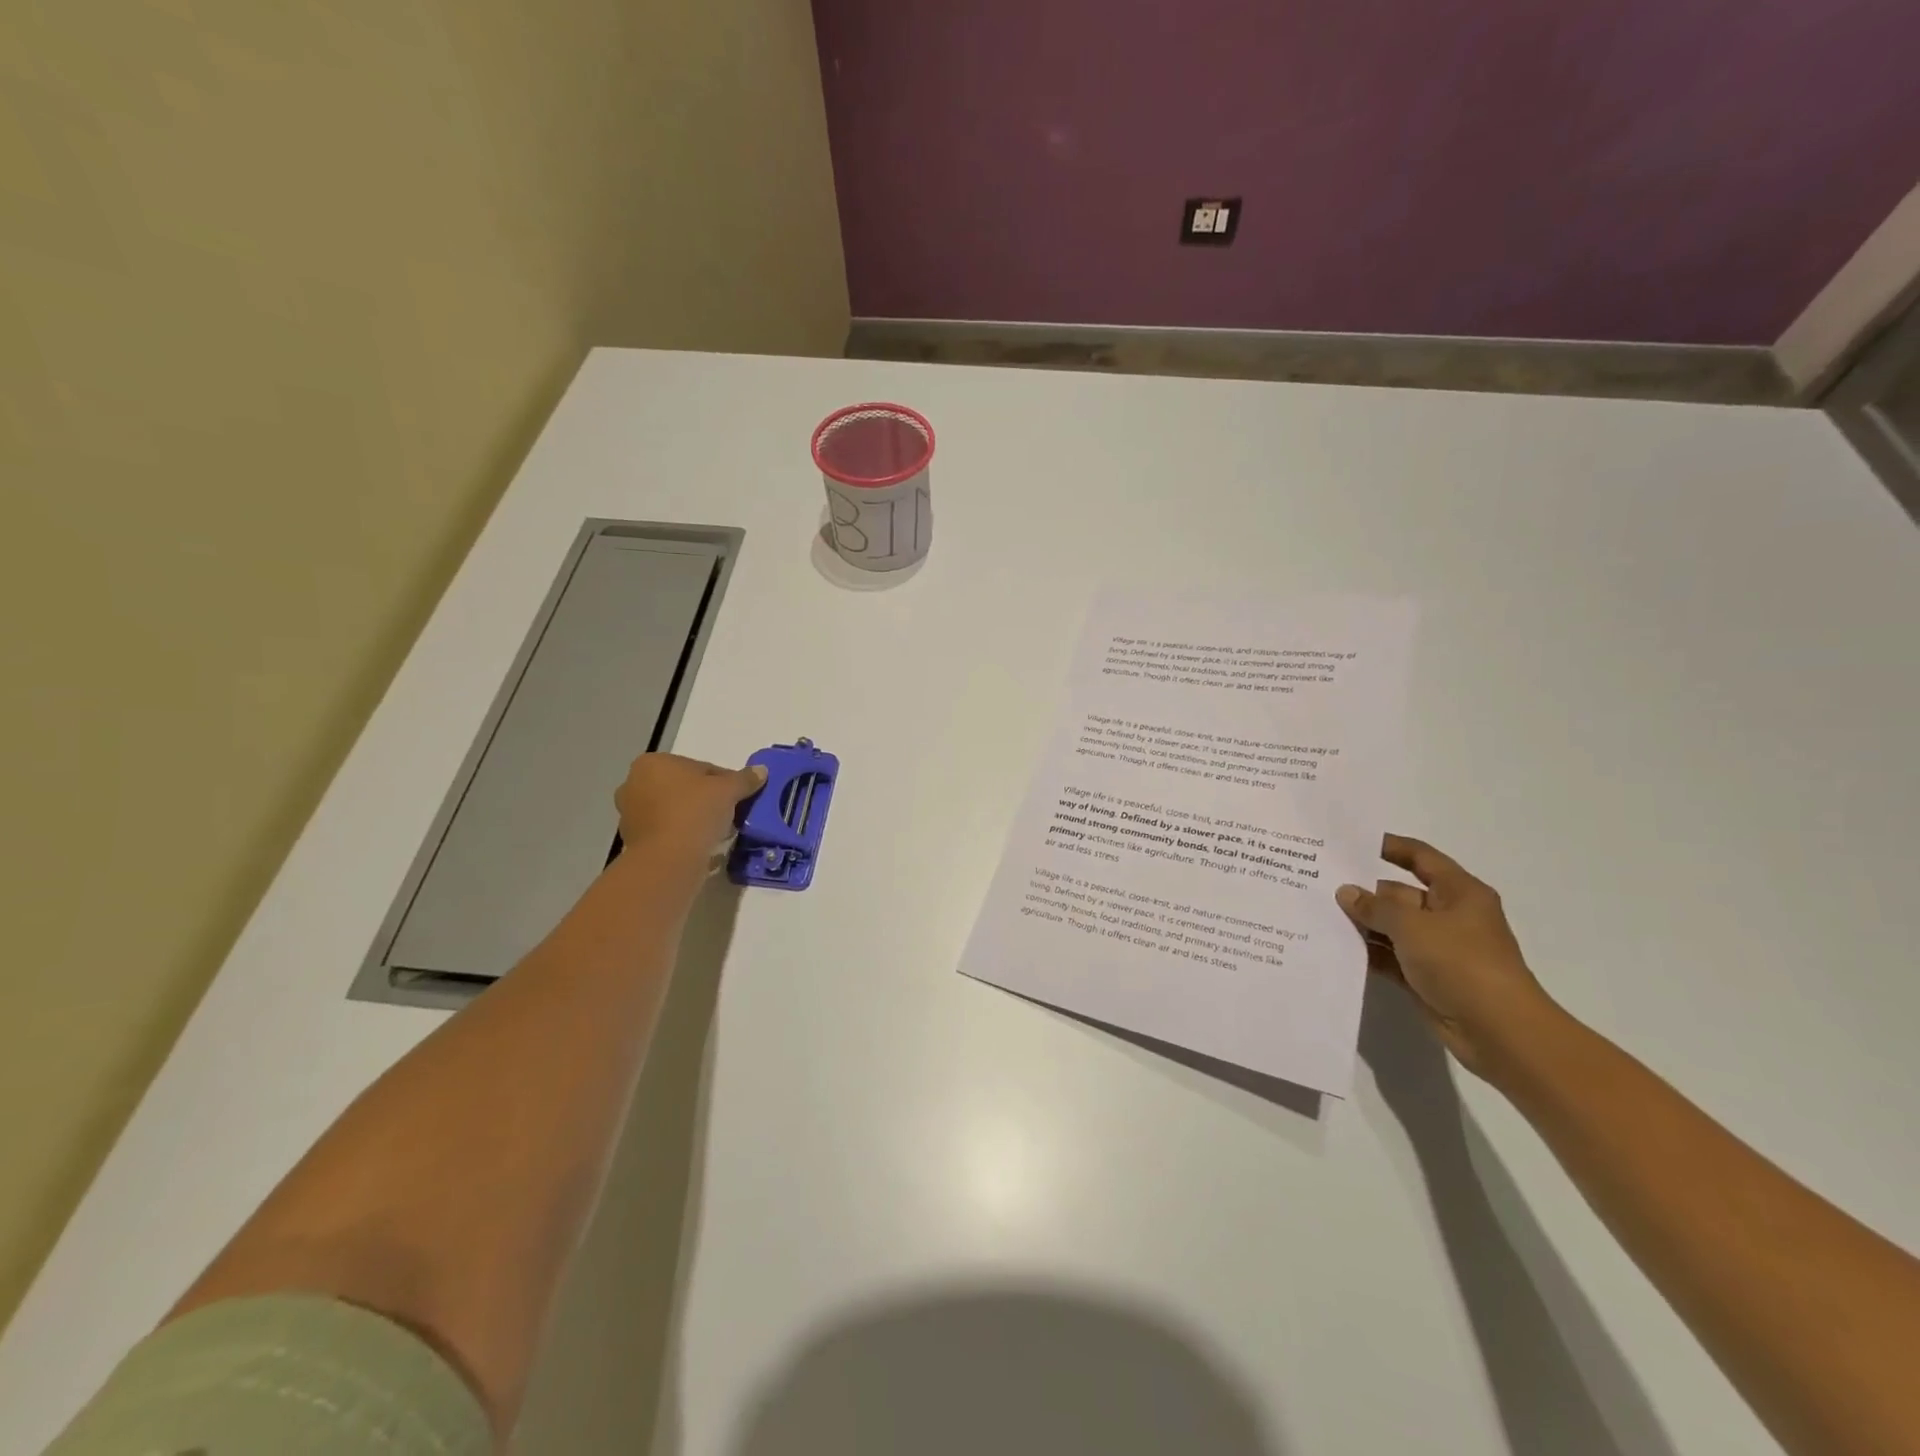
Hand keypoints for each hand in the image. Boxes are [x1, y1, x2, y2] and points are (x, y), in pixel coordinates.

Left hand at [614, 753, 765, 868]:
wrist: (668, 860)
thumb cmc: (695, 812)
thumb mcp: (728, 790)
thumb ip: (744, 779)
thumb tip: (761, 770)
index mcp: (653, 763)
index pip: (699, 768)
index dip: (724, 781)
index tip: (739, 796)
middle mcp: (634, 784)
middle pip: (684, 788)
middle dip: (706, 799)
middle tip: (730, 813)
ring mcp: (631, 814)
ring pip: (674, 810)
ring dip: (695, 818)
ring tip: (719, 832)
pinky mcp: (634, 841)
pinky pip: (667, 831)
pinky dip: (684, 835)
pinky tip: (703, 845)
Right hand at [1336, 835, 1558, 1079]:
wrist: (1500, 1032)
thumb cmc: (1462, 964)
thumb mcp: (1413, 927)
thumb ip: (1376, 907)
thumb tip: (1347, 892)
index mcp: (1459, 893)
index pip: (1421, 858)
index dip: (1390, 847)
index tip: (1350, 842)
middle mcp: (1449, 916)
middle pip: (1400, 894)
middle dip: (1364, 891)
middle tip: (1318, 884)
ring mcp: (1438, 948)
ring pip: (1392, 927)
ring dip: (1362, 924)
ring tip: (1317, 914)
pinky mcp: (1426, 977)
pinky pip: (1390, 957)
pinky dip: (1368, 952)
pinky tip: (1334, 947)